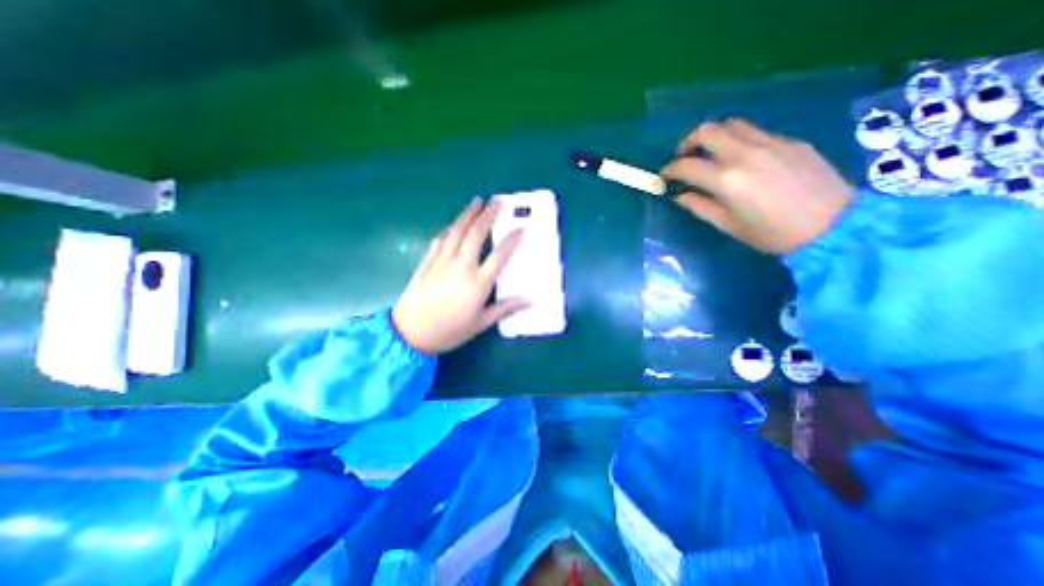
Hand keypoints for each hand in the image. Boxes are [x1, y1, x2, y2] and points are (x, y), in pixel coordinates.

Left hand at [392, 196, 525, 351]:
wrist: (410, 334)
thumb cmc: (449, 331)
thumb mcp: (480, 323)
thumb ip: (505, 308)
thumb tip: (529, 301)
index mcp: (478, 284)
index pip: (499, 256)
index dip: (512, 240)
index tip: (521, 228)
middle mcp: (461, 267)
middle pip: (476, 234)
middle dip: (487, 215)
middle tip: (496, 201)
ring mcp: (441, 263)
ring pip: (456, 232)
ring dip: (467, 214)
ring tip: (476, 202)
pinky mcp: (426, 263)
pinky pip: (439, 240)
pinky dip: (449, 229)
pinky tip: (453, 224)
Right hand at [659, 119, 855, 253]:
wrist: (833, 226)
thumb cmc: (771, 234)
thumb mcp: (728, 225)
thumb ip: (700, 206)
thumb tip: (681, 195)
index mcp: (726, 179)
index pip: (687, 165)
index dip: (670, 169)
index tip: (665, 176)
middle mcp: (745, 154)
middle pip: (707, 131)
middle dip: (688, 142)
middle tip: (685, 157)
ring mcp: (770, 143)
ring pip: (732, 125)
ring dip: (715, 137)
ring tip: (713, 154)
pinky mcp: (791, 141)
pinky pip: (757, 132)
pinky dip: (740, 141)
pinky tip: (745, 159)